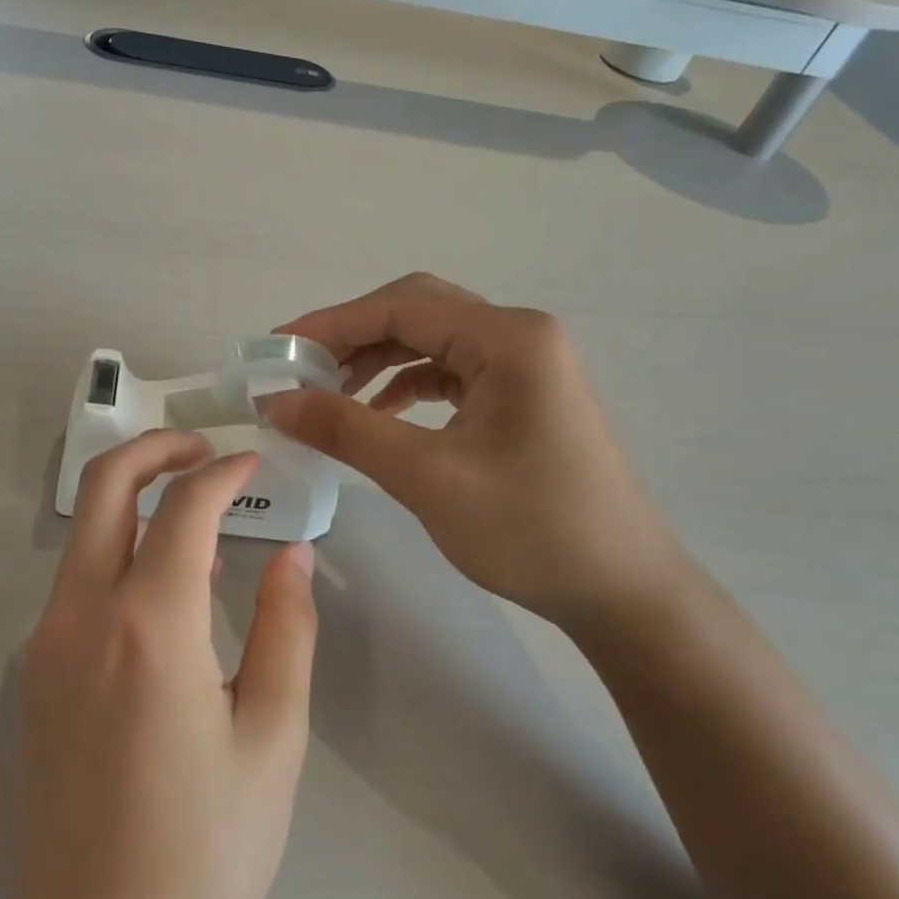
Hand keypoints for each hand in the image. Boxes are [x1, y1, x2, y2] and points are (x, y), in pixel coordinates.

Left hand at [8, 430, 317, 898]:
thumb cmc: (206, 852)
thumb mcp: (274, 738)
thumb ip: (287, 628)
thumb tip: (293, 552)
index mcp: (149, 628)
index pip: (184, 509)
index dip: (222, 473)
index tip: (253, 462)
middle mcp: (81, 617)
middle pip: (105, 488)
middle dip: (154, 449)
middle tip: (204, 449)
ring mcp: (45, 644)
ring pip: (84, 533)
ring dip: (133, 499)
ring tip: (191, 507)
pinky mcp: (34, 674)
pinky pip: (74, 582)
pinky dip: (115, 551)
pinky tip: (159, 585)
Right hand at [260, 273, 699, 633]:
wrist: (623, 592)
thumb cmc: (531, 530)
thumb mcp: (427, 477)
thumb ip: (346, 430)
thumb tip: (274, 400)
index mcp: (509, 338)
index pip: (402, 306)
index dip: (331, 323)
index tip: (277, 350)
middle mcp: (520, 336)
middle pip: (417, 312)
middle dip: (352, 337)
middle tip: (300, 370)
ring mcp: (526, 366)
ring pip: (432, 341)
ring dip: (377, 360)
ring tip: (329, 394)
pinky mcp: (522, 396)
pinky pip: (451, 372)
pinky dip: (406, 385)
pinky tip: (379, 412)